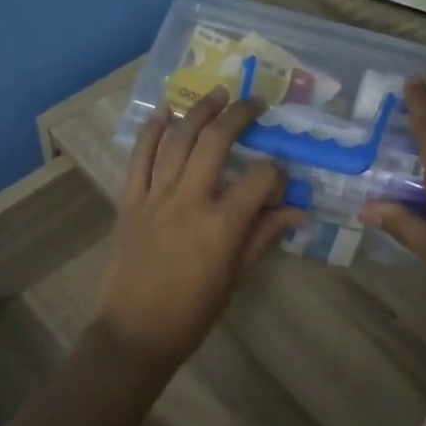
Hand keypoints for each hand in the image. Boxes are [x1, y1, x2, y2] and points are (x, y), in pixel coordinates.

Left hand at [93, 88, 305, 376]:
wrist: (133, 333)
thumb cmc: (191, 313)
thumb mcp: (235, 278)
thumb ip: (264, 237)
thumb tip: (296, 210)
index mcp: (222, 225)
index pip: (260, 178)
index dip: (276, 171)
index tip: (280, 175)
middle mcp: (189, 200)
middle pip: (216, 142)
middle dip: (240, 115)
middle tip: (254, 102)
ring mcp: (155, 196)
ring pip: (178, 140)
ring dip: (198, 111)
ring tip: (216, 92)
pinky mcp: (129, 200)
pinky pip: (140, 157)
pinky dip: (151, 130)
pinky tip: (165, 110)